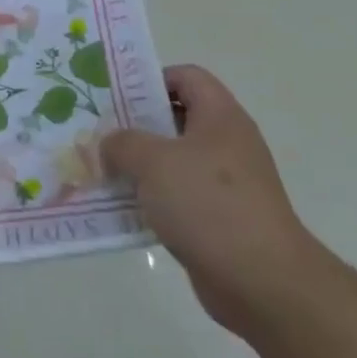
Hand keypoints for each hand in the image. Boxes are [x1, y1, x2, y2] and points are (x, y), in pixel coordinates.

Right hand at [101, 65, 330, 336]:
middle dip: (134, 125)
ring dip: (136, 165)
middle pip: (175, 118)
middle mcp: (225, 144)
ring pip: (172, 161)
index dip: (151, 79)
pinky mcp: (217, 218)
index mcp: (220, 118)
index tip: (115, 96)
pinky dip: (148, 198)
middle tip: (96, 133)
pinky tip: (120, 208)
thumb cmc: (208, 204)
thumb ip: (122, 143)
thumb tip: (109, 144)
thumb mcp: (154, 161)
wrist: (260, 279)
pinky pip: (175, 196)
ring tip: (99, 170)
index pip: (187, 77)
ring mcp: (224, 183)